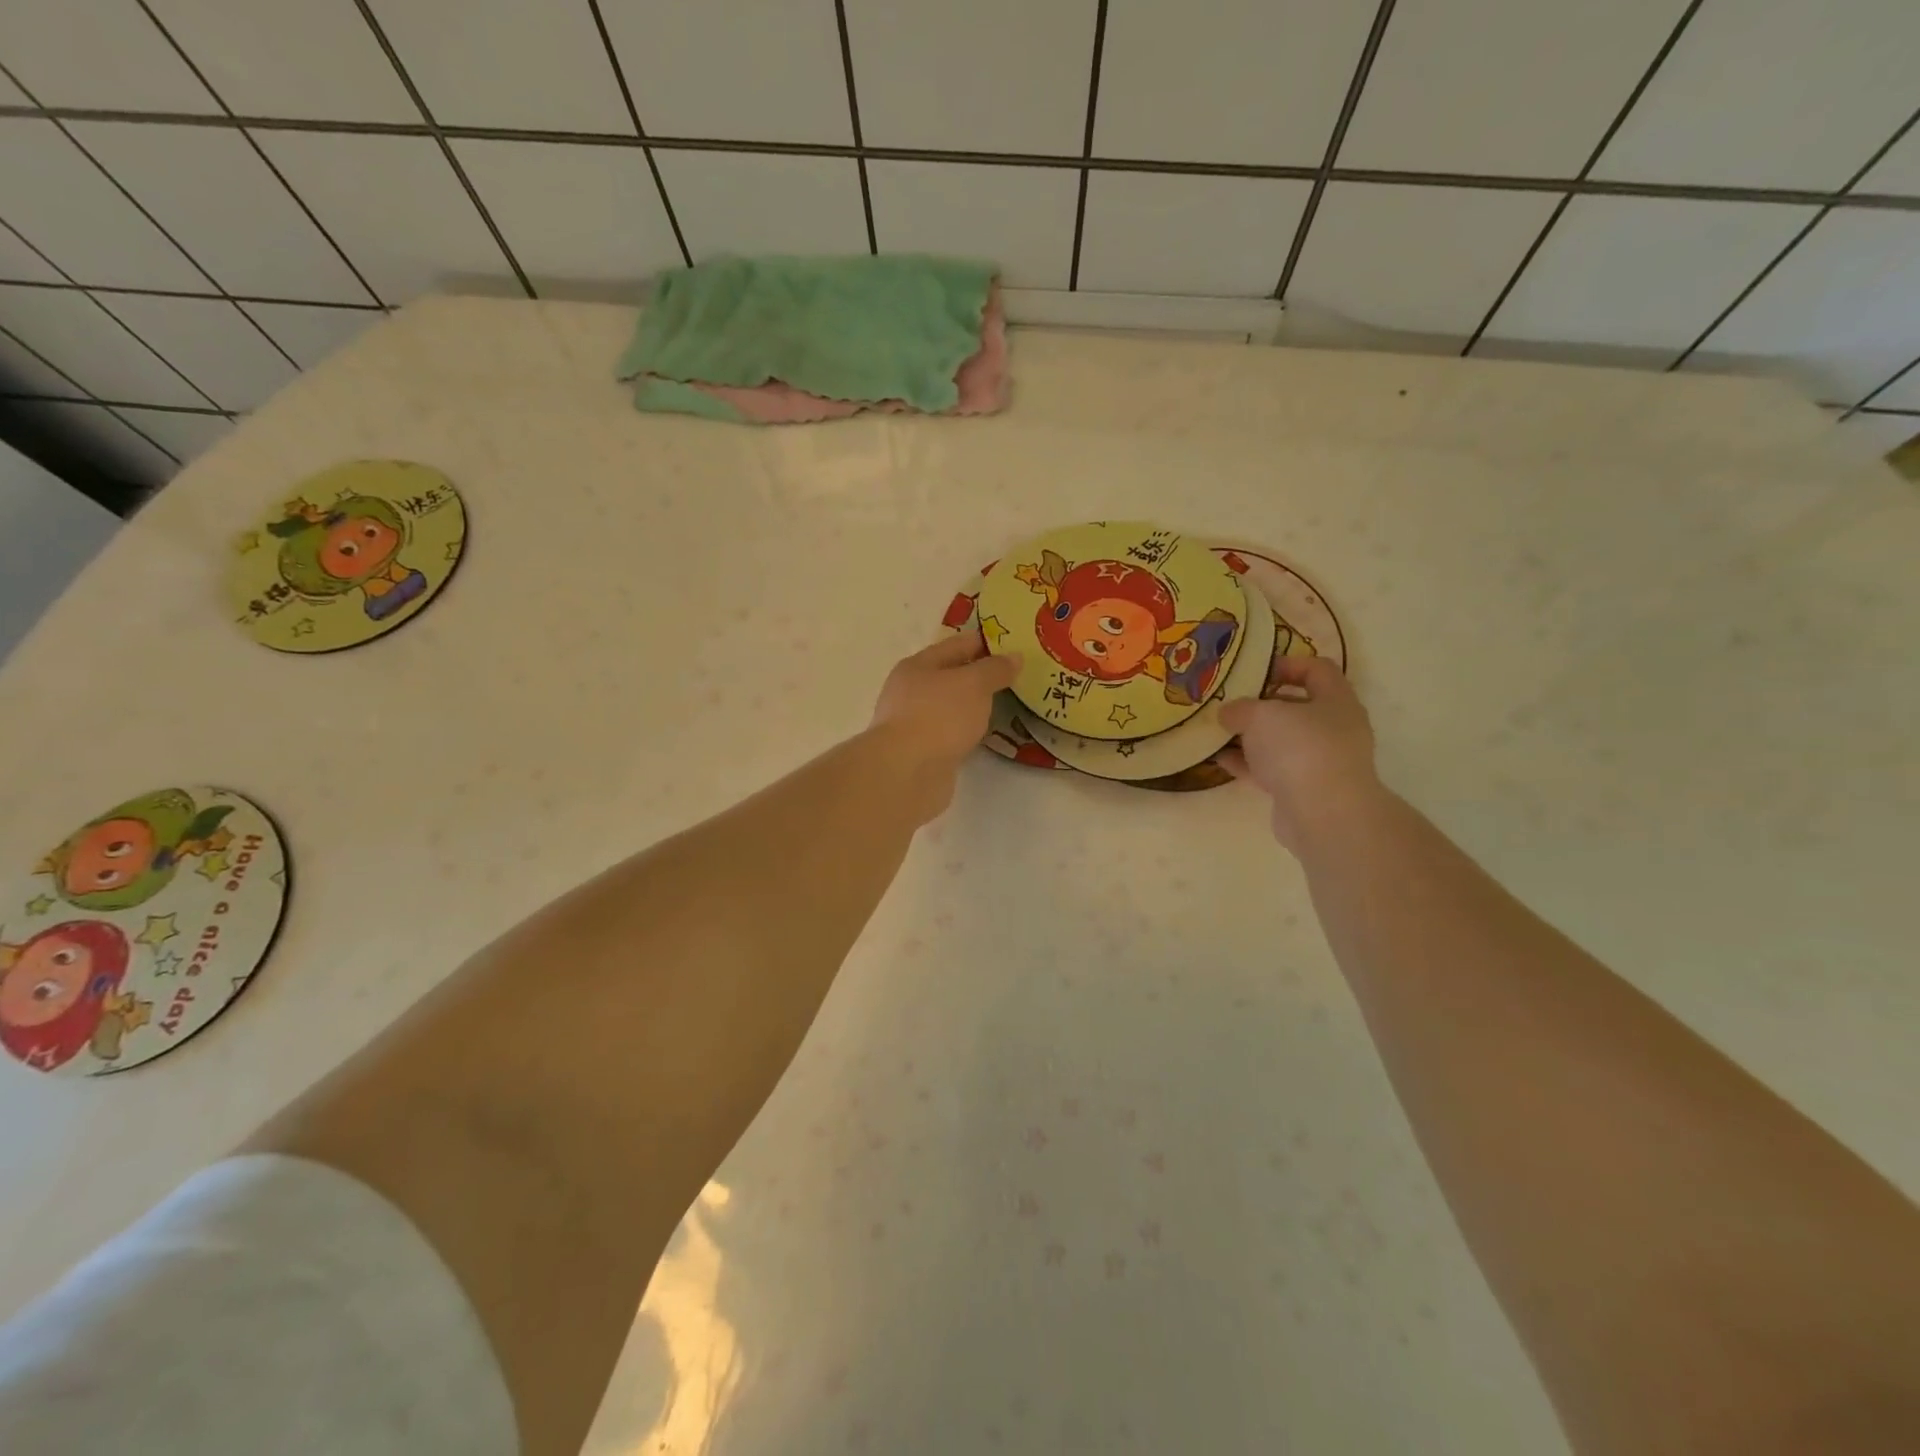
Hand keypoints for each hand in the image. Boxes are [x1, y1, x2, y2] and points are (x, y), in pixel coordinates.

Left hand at [869, 633, 1020, 818]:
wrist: (906, 772)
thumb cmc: (938, 716)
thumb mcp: (973, 684)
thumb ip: (995, 669)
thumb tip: (1014, 657)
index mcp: (917, 666)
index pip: (956, 645)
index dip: (985, 643)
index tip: (1014, 645)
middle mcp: (911, 692)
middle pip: (951, 677)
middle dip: (980, 676)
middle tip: (1016, 676)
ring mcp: (914, 724)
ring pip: (951, 708)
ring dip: (973, 706)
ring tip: (1006, 705)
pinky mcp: (922, 753)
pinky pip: (950, 734)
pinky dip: (967, 732)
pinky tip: (984, 735)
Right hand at [1218, 657, 1382, 852]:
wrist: (1323, 814)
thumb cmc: (1300, 748)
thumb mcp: (1261, 715)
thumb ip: (1240, 708)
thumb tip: (1228, 712)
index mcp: (1336, 700)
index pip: (1317, 669)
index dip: (1287, 664)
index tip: (1255, 670)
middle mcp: (1335, 729)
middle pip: (1297, 707)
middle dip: (1262, 705)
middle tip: (1230, 703)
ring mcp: (1321, 762)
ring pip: (1282, 741)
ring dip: (1251, 738)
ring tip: (1218, 733)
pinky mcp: (1304, 790)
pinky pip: (1272, 770)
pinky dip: (1248, 764)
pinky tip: (1219, 761)